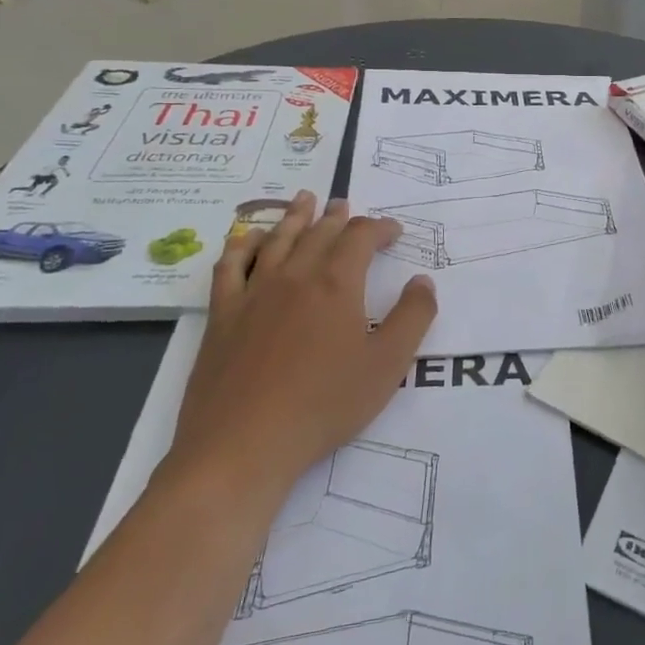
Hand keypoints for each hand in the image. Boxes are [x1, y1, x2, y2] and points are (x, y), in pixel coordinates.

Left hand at [167, 193, 436, 510]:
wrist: (243, 444)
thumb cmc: (324, 404)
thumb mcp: (387, 364)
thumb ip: (413, 317)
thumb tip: (422, 281)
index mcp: (337, 284)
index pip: (361, 237)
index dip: (380, 228)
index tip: (394, 231)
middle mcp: (295, 276)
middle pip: (319, 232)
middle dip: (337, 217)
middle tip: (344, 205)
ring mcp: (254, 294)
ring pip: (277, 240)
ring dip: (293, 217)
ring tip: (304, 200)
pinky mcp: (222, 316)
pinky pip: (229, 268)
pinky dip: (240, 247)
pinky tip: (244, 238)